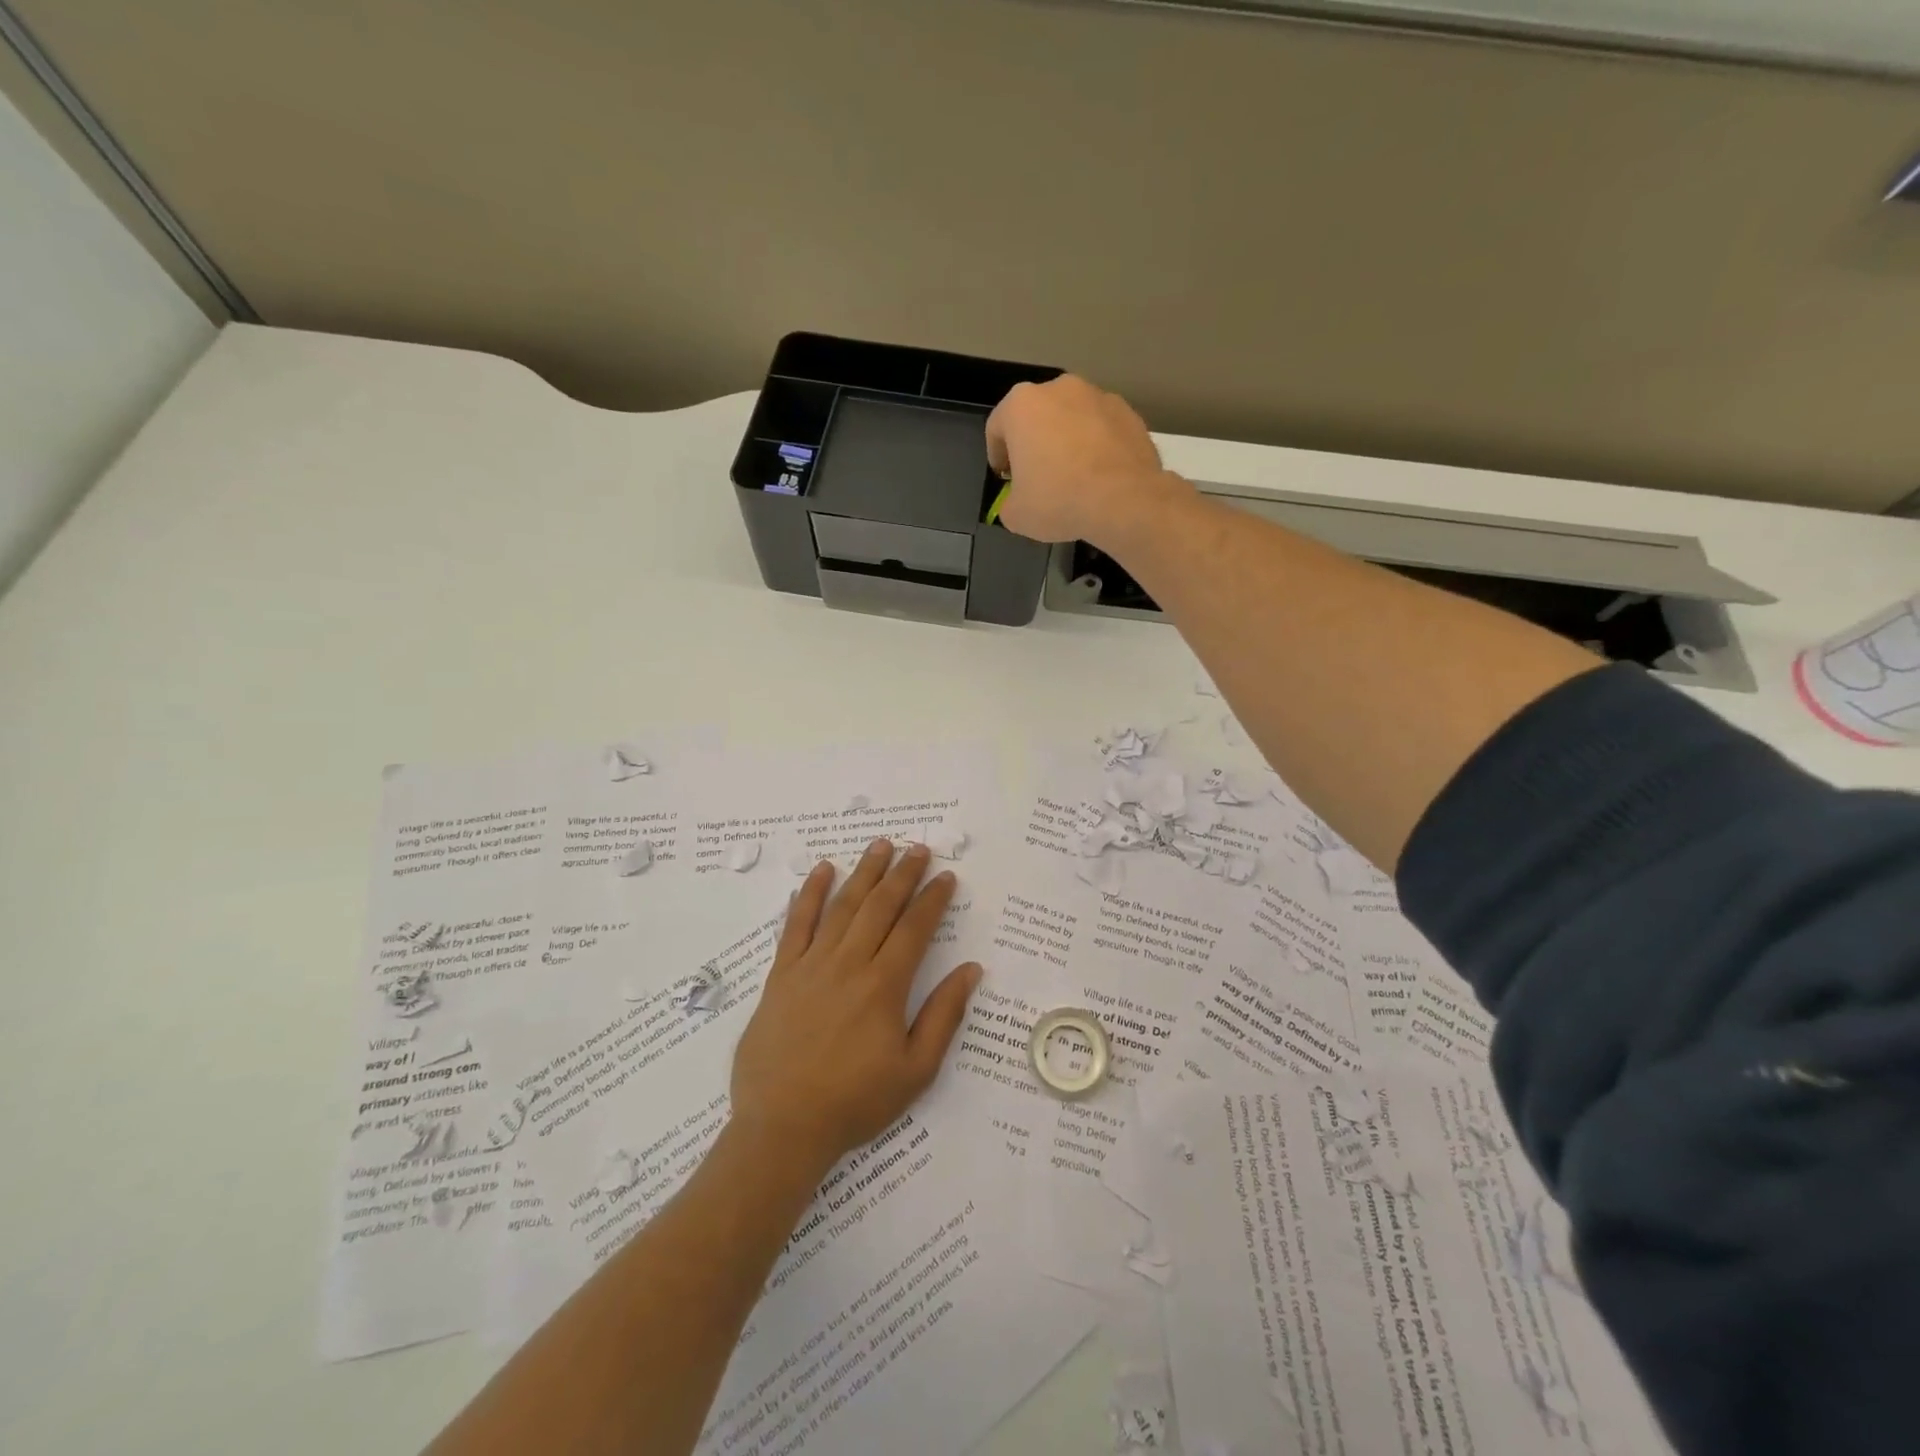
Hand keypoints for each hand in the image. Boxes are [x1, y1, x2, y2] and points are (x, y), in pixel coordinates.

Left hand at [730, 839, 980, 1173]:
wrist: (782, 1127)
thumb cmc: (855, 1102)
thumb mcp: (915, 1071)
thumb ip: (944, 1015)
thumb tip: (971, 970)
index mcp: (884, 986)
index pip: (914, 928)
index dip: (933, 899)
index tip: (947, 876)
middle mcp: (849, 963)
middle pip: (880, 906)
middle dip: (902, 874)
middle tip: (919, 848)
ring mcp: (811, 965)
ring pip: (843, 906)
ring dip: (864, 872)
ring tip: (880, 845)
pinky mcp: (781, 974)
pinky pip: (796, 925)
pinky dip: (809, 894)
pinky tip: (821, 871)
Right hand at [984, 375, 1185, 546]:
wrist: (1125, 499)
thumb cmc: (1058, 500)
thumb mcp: (1016, 515)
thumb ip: (1009, 502)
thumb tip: (1017, 502)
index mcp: (1022, 406)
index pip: (997, 428)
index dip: (997, 456)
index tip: (1005, 478)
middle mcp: (1059, 388)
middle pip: (1037, 416)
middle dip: (1034, 443)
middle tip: (1038, 476)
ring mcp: (1098, 396)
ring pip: (1072, 419)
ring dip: (1068, 441)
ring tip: (1074, 476)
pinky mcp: (1128, 412)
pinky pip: (1102, 429)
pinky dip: (1097, 445)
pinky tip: (1101, 475)